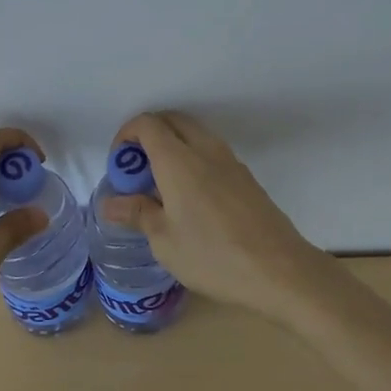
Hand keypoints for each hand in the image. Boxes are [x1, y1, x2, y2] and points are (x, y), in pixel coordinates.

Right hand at [102, 111, 329, 322]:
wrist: (280, 270)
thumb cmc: (213, 256)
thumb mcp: (165, 242)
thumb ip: (137, 214)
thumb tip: (110, 204)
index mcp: (179, 160)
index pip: (147, 124)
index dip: (126, 135)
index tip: (119, 164)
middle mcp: (205, 149)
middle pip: (172, 120)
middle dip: (148, 135)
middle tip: (137, 170)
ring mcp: (230, 160)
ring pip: (194, 133)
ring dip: (173, 145)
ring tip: (161, 185)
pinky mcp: (246, 176)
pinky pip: (211, 151)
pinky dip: (193, 158)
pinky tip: (191, 198)